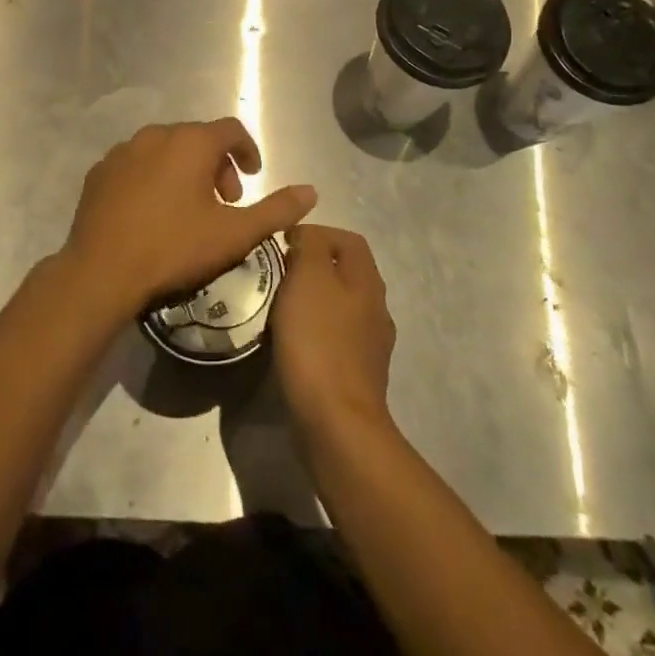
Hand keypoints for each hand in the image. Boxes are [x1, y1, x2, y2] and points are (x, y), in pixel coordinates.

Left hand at [60, 119, 316, 321]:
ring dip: (184, 170)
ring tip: (189, 208)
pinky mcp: (99, 172)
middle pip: (198, 139)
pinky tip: (151, 212)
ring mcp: (123, 151)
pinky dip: (152, 178)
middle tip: (225, 202)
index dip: (248, 150)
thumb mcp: (234, 235)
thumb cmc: (174, 248)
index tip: (253, 177)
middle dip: (218, 165)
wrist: (101, 272)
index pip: (231, 129)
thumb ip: (277, 210)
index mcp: (191, 142)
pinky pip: (136, 164)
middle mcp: (156, 135)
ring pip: (165, 150)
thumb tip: (311, 191)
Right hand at [272, 225, 396, 439]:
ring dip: (313, 300)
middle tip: (278, 273)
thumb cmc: (318, 340)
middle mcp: (376, 308)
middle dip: (313, 267)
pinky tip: (292, 342)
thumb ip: (312, 246)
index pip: (349, 239)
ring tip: (280, 306)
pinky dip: (314, 331)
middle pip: (346, 272)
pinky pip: (335, 338)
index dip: (317, 233)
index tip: (283, 243)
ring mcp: (370, 345)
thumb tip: (309, 237)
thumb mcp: (309, 277)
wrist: (335, 422)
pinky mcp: (358, 375)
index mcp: (367, 280)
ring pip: (341, 306)